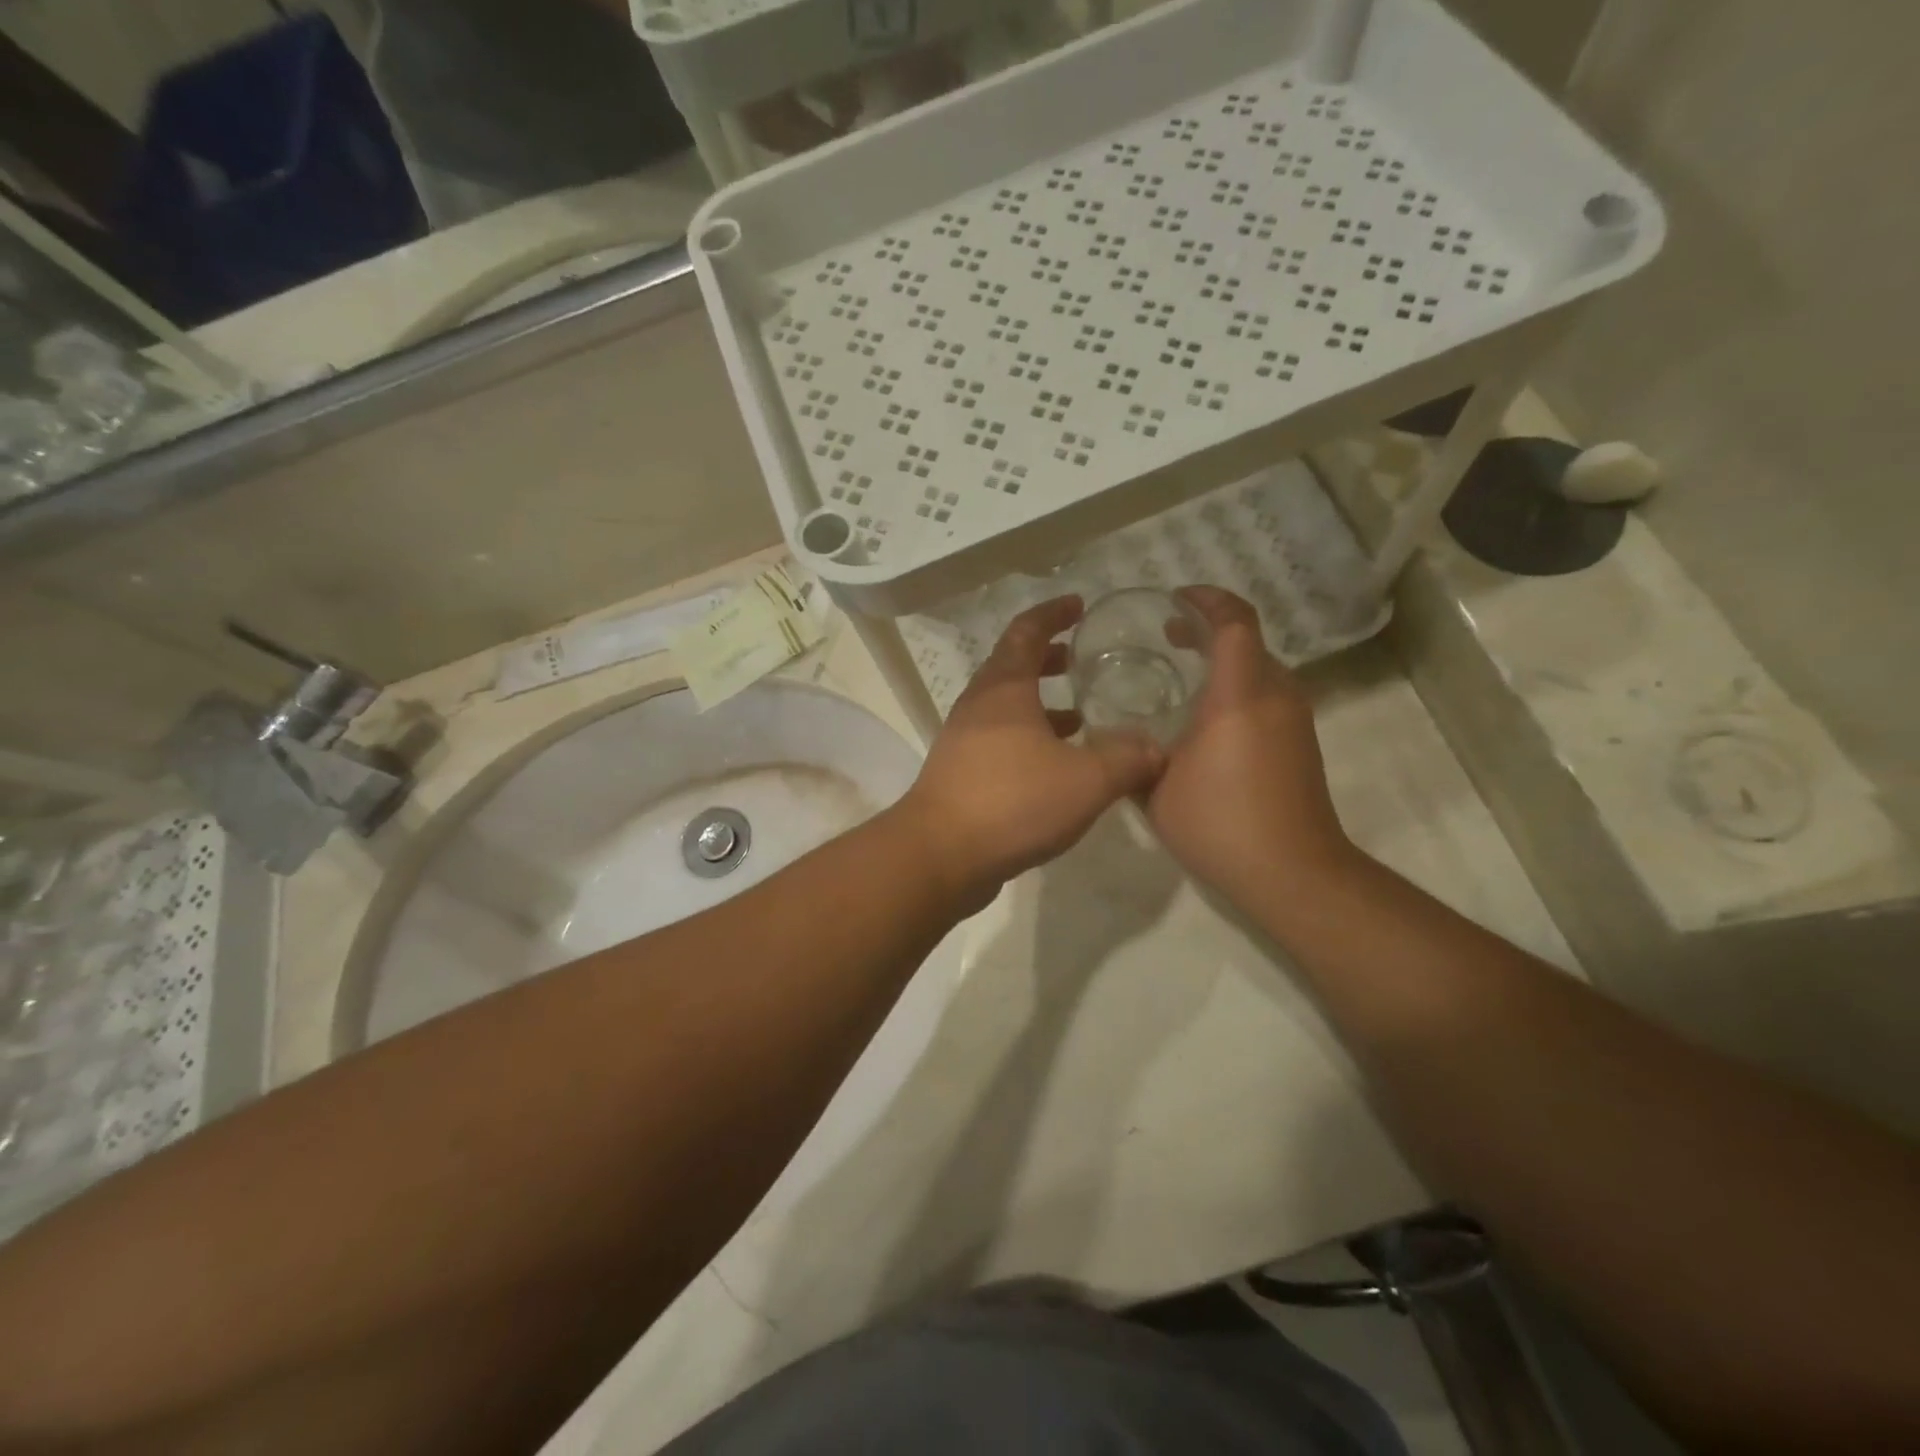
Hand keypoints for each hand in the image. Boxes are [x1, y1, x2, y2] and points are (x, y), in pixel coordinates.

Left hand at [897, 597, 1164, 903]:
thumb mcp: (1086, 780)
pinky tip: (1055, 767)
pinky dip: (1030, 739)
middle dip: (1048, 659)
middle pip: (1013, 666)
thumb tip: (1156, 748)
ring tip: (1080, 717)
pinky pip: (1000, 742)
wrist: (940, 855)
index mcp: (1004, 689)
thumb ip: (1127, 759)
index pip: (1027, 631)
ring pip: (1006, 708)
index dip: (1053, 614)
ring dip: (1041, 705)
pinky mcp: (961, 774)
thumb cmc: (1013, 801)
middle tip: (1080, 660)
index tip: (1078, 605)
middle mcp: (978, 707)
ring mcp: (964, 741)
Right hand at [1146, 588, 1355, 902]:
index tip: (1175, 598)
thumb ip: (1132, 754)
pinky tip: (1206, 719)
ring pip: (1260, 669)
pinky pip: (1268, 696)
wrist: (1293, 873)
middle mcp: (1275, 696)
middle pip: (1249, 641)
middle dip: (1208, 630)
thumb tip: (1113, 741)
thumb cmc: (1219, 823)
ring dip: (1224, 661)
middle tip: (1167, 637)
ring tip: (1182, 674)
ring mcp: (1295, 720)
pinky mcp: (1301, 744)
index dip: (1207, 600)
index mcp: (1240, 695)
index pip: (1233, 623)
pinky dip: (1238, 688)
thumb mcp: (1156, 788)